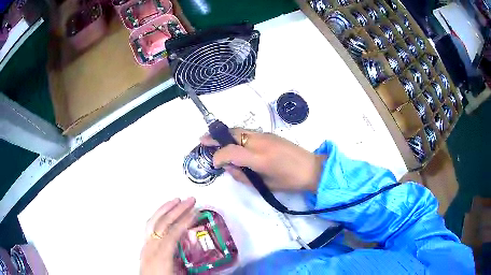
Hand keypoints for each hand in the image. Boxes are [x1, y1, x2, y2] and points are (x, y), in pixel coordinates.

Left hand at [140, 198, 195, 274]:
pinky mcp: (144, 247)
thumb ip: (189, 263)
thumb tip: (199, 249)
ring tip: (174, 200)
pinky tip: (162, 214)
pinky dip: (157, 217)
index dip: (185, 221)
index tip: (195, 211)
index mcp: (160, 256)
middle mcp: (151, 247)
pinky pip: (149, 227)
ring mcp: (145, 246)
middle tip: (189, 200)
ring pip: (153, 222)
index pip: (173, 233)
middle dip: (177, 209)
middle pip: (162, 223)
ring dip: (164, 209)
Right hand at [200, 129, 324, 191]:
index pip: (231, 151)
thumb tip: (229, 168)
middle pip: (233, 133)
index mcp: (261, 158)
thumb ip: (244, 176)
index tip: (213, 163)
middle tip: (202, 140)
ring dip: (225, 134)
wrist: (312, 168)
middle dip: (215, 136)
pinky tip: (233, 142)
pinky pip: (248, 132)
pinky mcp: (270, 134)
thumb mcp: (266, 185)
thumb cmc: (290, 182)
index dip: (218, 156)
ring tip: (213, 139)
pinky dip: (236, 135)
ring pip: (240, 130)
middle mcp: (261, 142)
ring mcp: (266, 135)